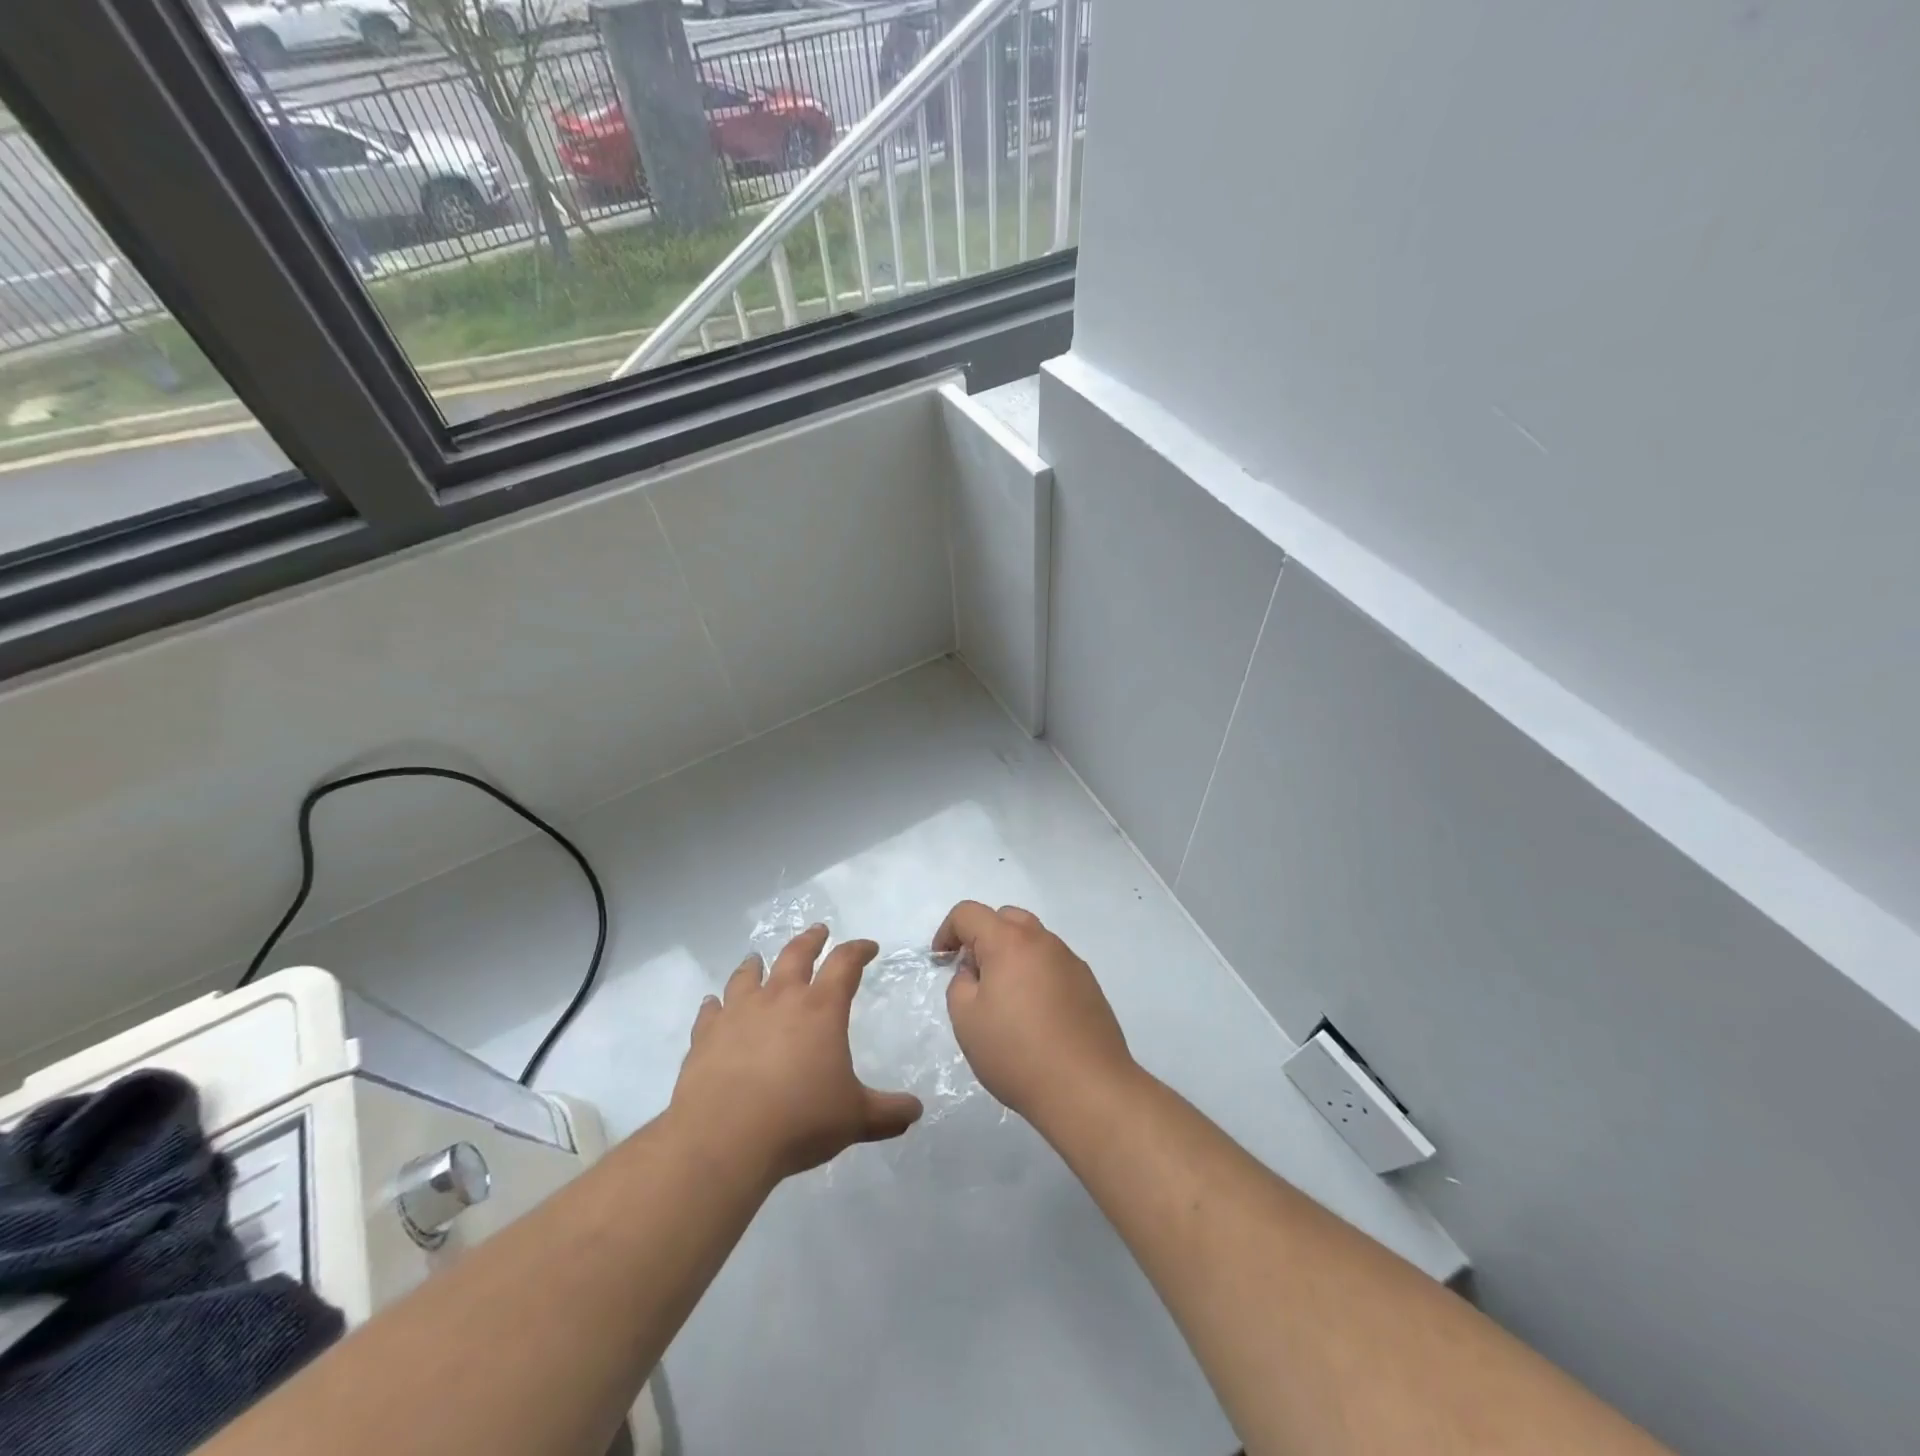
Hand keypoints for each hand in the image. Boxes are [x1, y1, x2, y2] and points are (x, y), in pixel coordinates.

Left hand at [671, 925, 922, 1181]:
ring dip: (757, 964)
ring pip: (748, 975)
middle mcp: (780, 998)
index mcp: (821, 1008)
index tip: (868, 947)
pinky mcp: (706, 1035)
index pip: (846, 963)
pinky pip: (711, 1011)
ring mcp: (739, 1013)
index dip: (859, 950)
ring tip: (758, 959)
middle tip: (819, 931)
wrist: (724, 1139)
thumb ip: (887, 1113)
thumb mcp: (855, 1119)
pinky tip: (713, 1004)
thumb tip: (916, 1111)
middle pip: (796, 954)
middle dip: (811, 940)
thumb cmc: (799, 1120)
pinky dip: (715, 1004)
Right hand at [936, 901, 1135, 1126]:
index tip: (942, 960)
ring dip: (1011, 955)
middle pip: (1005, 918)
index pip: (969, 913)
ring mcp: (1070, 960)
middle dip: (983, 937)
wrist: (1087, 1088)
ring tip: (1005, 999)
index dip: (947, 931)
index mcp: (1009, 941)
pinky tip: (1035, 1015)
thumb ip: (960, 983)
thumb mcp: (966, 1020)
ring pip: (1032, 940)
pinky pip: (1052, 964)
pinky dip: (1036, 974)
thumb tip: (976, 971)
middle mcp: (1043, 940)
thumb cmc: (1017, 1053)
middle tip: (974, 975)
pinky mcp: (1089, 984)